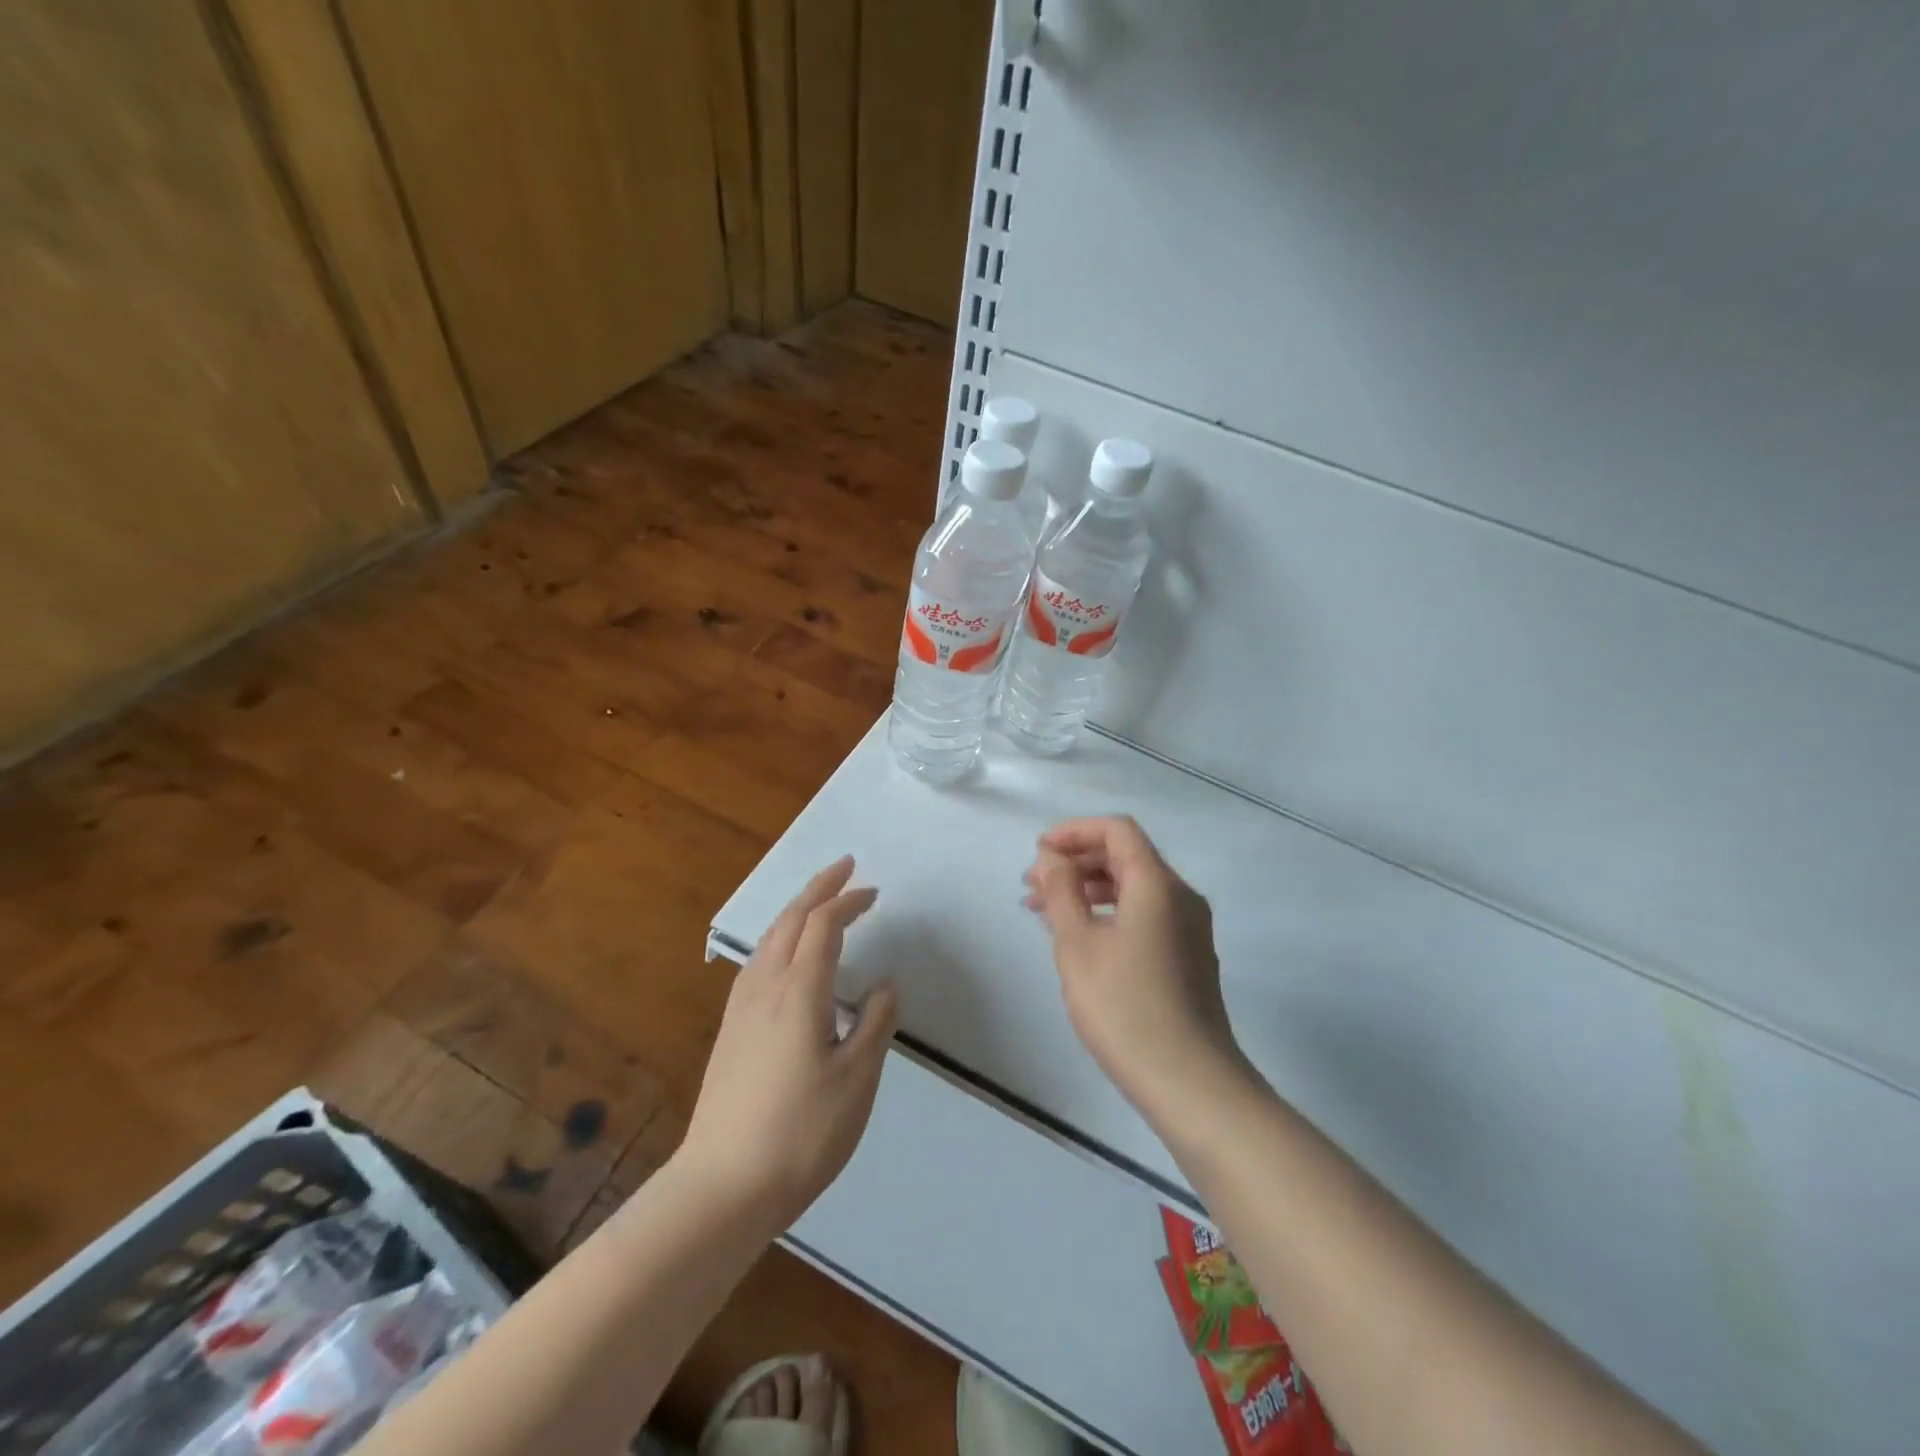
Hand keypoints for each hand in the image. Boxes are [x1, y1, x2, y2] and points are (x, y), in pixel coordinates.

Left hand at [680, 857, 897, 1228]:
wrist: (722, 1186)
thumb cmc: (801, 1132)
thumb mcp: (856, 1080)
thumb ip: (874, 1024)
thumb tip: (884, 984)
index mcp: (799, 991)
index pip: (824, 925)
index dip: (848, 901)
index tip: (873, 892)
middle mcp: (765, 986)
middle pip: (790, 918)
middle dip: (818, 888)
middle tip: (845, 868)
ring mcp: (741, 1007)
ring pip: (769, 936)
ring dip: (796, 909)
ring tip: (819, 901)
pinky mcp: (730, 1028)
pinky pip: (757, 960)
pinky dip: (779, 936)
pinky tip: (785, 954)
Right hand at [1024, 816, 1243, 1123]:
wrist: (1190, 1083)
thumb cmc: (1125, 1007)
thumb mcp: (1078, 945)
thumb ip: (1061, 891)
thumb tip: (1052, 856)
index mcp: (1157, 884)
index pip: (1117, 830)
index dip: (1074, 831)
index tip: (1038, 853)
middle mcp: (1180, 896)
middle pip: (1126, 856)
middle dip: (1076, 862)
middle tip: (1033, 886)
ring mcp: (1189, 928)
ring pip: (1135, 888)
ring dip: (1089, 889)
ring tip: (1046, 911)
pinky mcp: (1189, 956)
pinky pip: (1145, 914)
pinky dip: (1109, 913)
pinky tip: (1081, 938)